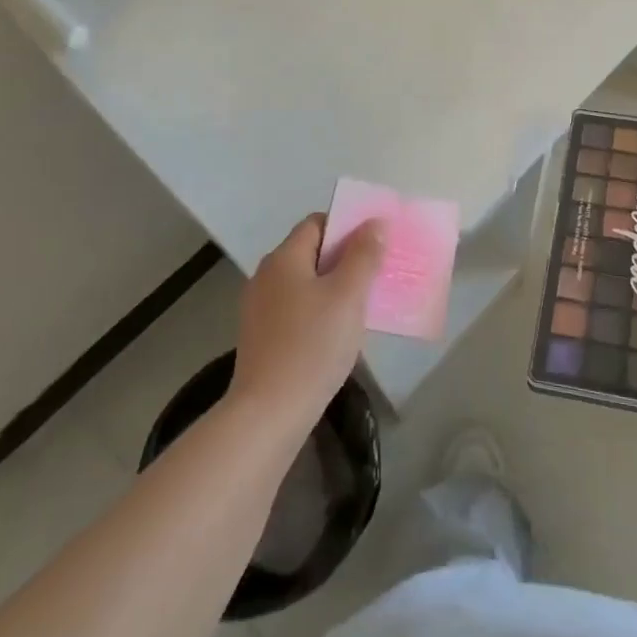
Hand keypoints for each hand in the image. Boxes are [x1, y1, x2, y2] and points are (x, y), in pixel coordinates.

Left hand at [229, 214, 385, 426]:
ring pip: (304, 283)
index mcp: (284, 258)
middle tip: (377, 271)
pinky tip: (338, 331)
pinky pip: (296, 308)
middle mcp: (266, 276)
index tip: (376, 241)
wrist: (269, 413)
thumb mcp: (348, 296)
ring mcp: (259, 309)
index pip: (317, 223)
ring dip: (334, 286)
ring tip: (364, 302)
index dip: (347, 225)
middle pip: (310, 252)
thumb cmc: (312, 345)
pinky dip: (319, 310)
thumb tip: (374, 223)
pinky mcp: (261, 337)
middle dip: (345, 257)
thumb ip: (363, 255)